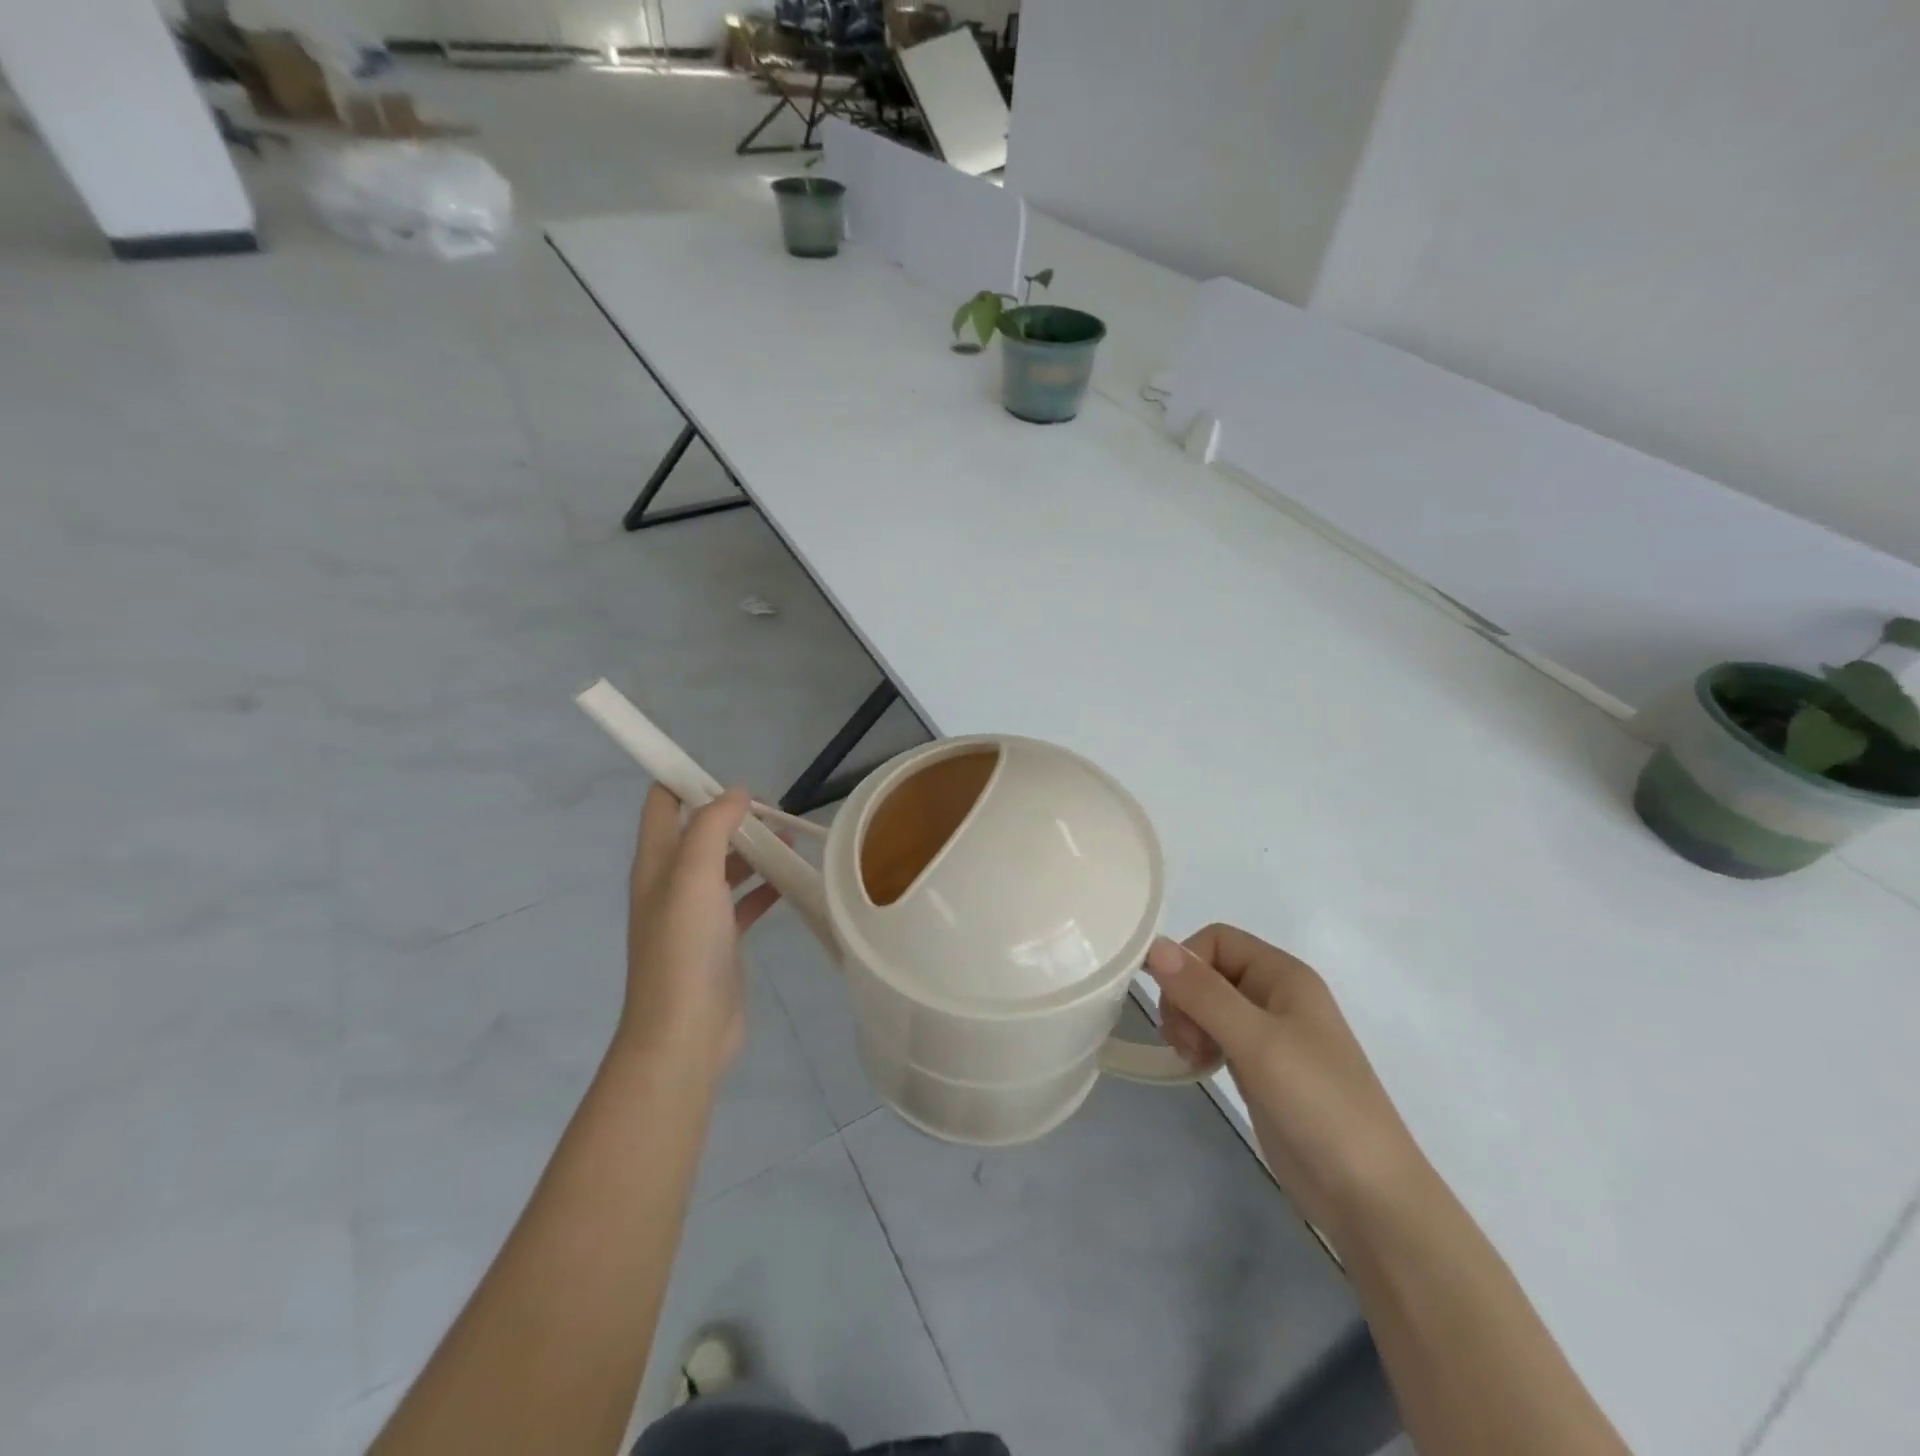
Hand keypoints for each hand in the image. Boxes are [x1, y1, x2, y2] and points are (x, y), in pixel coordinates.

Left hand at [620, 785, 781, 1075]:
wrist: (685, 1034)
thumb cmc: (684, 949)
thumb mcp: (694, 875)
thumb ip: (712, 826)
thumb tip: (736, 792)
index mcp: (657, 862)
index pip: (663, 803)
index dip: (688, 780)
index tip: (731, 776)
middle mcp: (673, 881)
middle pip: (701, 831)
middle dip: (735, 814)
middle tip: (776, 811)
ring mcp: (697, 912)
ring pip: (727, 864)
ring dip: (755, 847)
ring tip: (793, 837)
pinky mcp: (721, 938)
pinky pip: (745, 899)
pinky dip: (766, 885)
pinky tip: (792, 879)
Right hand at [1147, 925, 1425, 1244]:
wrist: (1369, 1196)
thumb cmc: (1318, 1104)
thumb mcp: (1257, 1041)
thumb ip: (1204, 993)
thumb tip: (1155, 946)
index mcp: (1284, 975)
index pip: (1217, 939)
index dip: (1188, 964)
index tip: (1176, 1007)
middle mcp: (1276, 995)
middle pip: (1209, 970)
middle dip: (1185, 998)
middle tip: (1186, 1041)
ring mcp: (1270, 1033)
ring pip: (1208, 1004)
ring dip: (1188, 1023)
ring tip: (1193, 1057)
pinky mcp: (1261, 1067)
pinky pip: (1216, 1035)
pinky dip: (1200, 1045)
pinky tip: (1201, 1068)